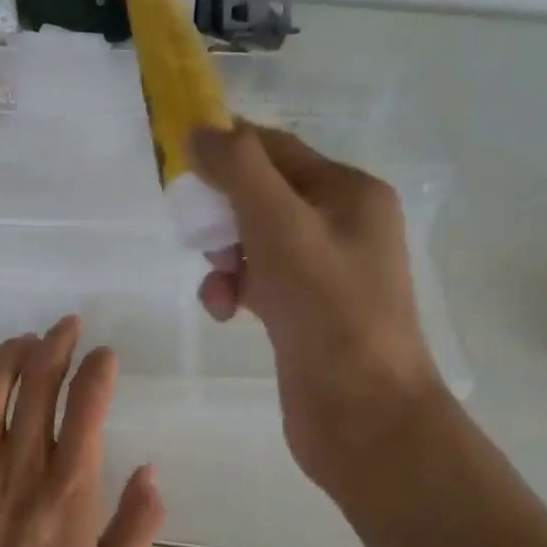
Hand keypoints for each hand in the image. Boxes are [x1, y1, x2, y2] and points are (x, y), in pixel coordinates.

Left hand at [0, 317, 165, 546]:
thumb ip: (137, 526)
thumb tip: (151, 471)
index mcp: (69, 490)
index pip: (88, 402)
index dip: (99, 367)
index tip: (105, 356)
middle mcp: (20, 465)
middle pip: (39, 379)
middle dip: (58, 343)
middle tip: (68, 328)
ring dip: (12, 351)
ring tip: (28, 341)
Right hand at [190, 123, 445, 486]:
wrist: (364, 416)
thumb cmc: (328, 310)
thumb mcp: (281, 226)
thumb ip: (239, 170)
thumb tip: (200, 130)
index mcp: (350, 192)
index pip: (275, 148)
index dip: (227, 149)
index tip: (181, 165)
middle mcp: (342, 224)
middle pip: (261, 194)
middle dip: (223, 213)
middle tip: (202, 238)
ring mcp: (324, 270)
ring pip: (254, 240)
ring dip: (224, 256)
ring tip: (219, 284)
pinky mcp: (305, 310)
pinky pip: (258, 280)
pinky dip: (234, 289)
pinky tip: (223, 311)